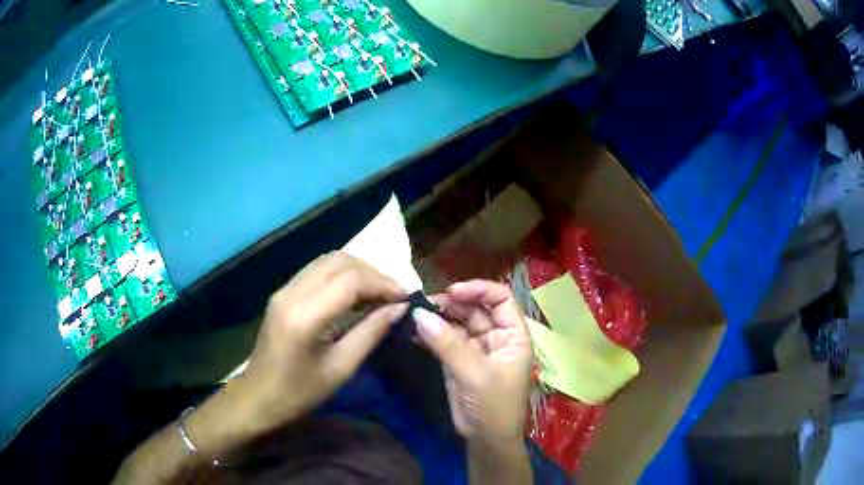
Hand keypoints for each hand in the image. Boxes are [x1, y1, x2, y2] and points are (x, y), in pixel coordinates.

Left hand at [187, 252, 405, 454]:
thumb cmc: (298, 393)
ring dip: (358, 271)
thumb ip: (371, 334)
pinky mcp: (282, 293)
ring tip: (379, 293)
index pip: (350, 281)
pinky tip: (355, 294)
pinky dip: (342, 275)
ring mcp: (284, 289)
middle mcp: (291, 293)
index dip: (383, 284)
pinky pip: (317, 271)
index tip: (406, 297)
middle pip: (339, 261)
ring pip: (328, 261)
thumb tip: (400, 308)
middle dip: (373, 272)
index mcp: (304, 316)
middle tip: (395, 294)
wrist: (257, 397)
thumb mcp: (340, 369)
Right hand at [414, 280, 532, 445]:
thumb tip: (419, 314)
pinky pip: (443, 340)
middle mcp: (496, 336)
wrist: (486, 440)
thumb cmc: (494, 406)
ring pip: (456, 323)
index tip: (451, 291)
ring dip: (437, 317)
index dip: (478, 290)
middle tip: (423, 303)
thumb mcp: (475, 374)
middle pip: (474, 308)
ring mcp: (476, 348)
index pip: (500, 298)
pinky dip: (429, 334)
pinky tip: (412, 331)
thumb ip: (448, 343)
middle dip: (450, 304)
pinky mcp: (458, 360)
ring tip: (414, 314)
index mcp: (513, 334)